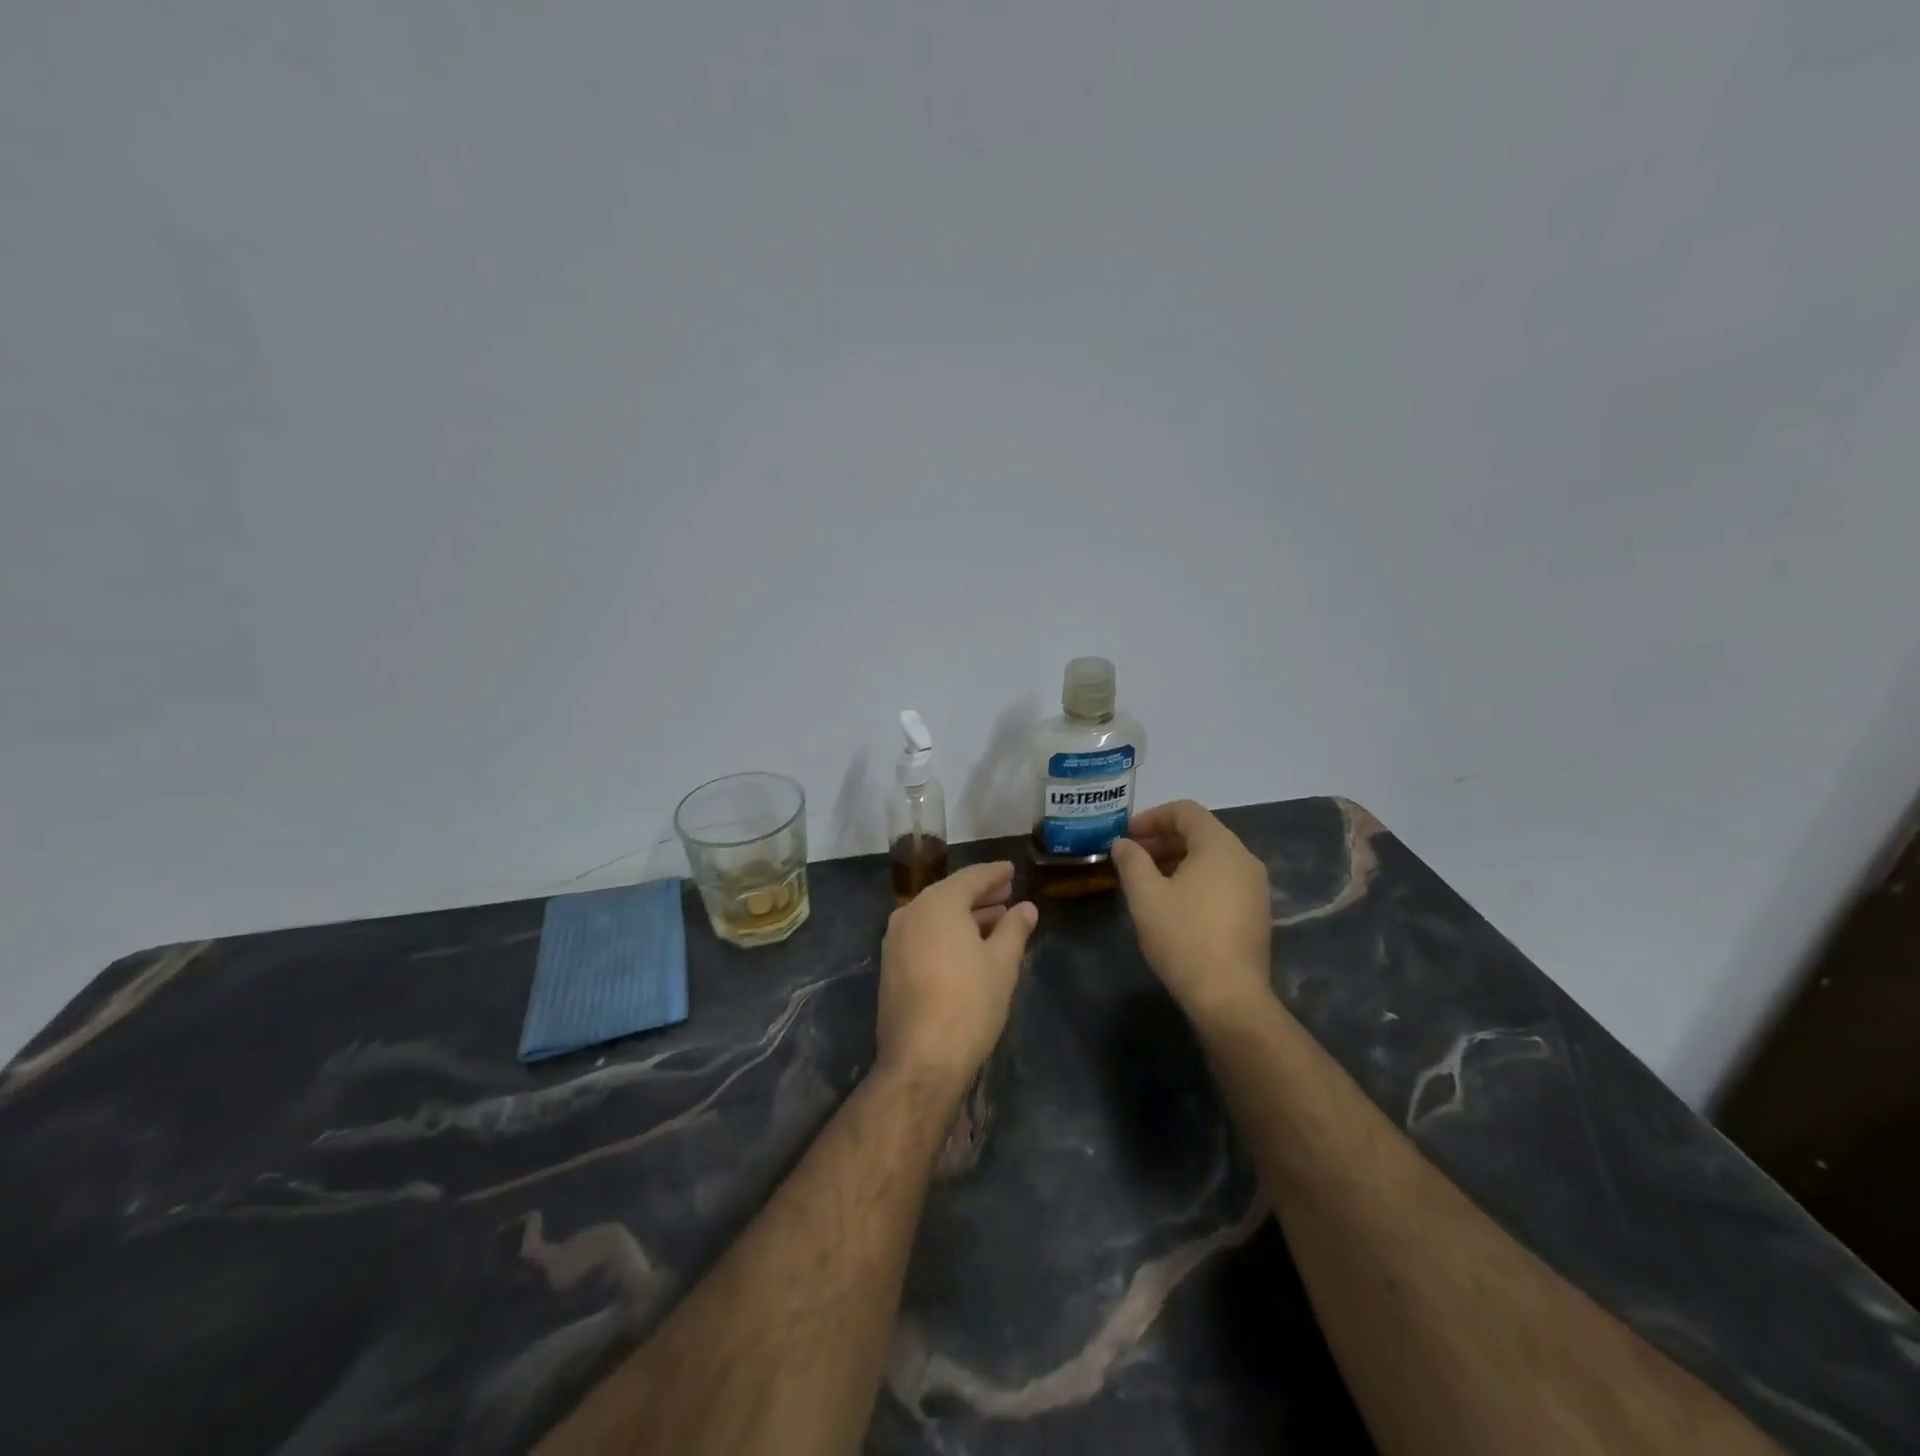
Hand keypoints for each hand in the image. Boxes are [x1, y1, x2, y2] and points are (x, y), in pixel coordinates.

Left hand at [875, 862, 1036, 1094]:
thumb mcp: (1003, 963)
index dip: (995, 874)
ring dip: (964, 915)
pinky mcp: (890, 965)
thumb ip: (1015, 928)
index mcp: (938, 903)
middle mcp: (911, 912)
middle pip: (950, 894)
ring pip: (935, 915)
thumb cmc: (969, 1003)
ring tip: (995, 920)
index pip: (971, 877)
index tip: (1011, 870)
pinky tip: (968, 946)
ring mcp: (895, 939)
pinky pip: (923, 934)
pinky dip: (946, 932)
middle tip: (1007, 893)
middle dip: (980, 894)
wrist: (921, 1059)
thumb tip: (1026, 907)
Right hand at [1111, 801, 1272, 1019]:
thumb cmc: (1184, 937)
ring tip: (1147, 879)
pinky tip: (1173, 902)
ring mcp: (1255, 887)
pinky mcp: (1256, 912)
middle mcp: (1244, 859)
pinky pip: (1222, 879)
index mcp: (1220, 846)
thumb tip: (1123, 843)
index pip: (1185, 811)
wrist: (1229, 996)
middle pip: (1200, 832)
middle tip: (1131, 856)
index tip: (1126, 835)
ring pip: (1211, 858)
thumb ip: (1131, 861)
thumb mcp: (1146, 896)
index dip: (1152, 817)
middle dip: (1162, 839)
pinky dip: (1195, 878)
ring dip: (1177, 859)